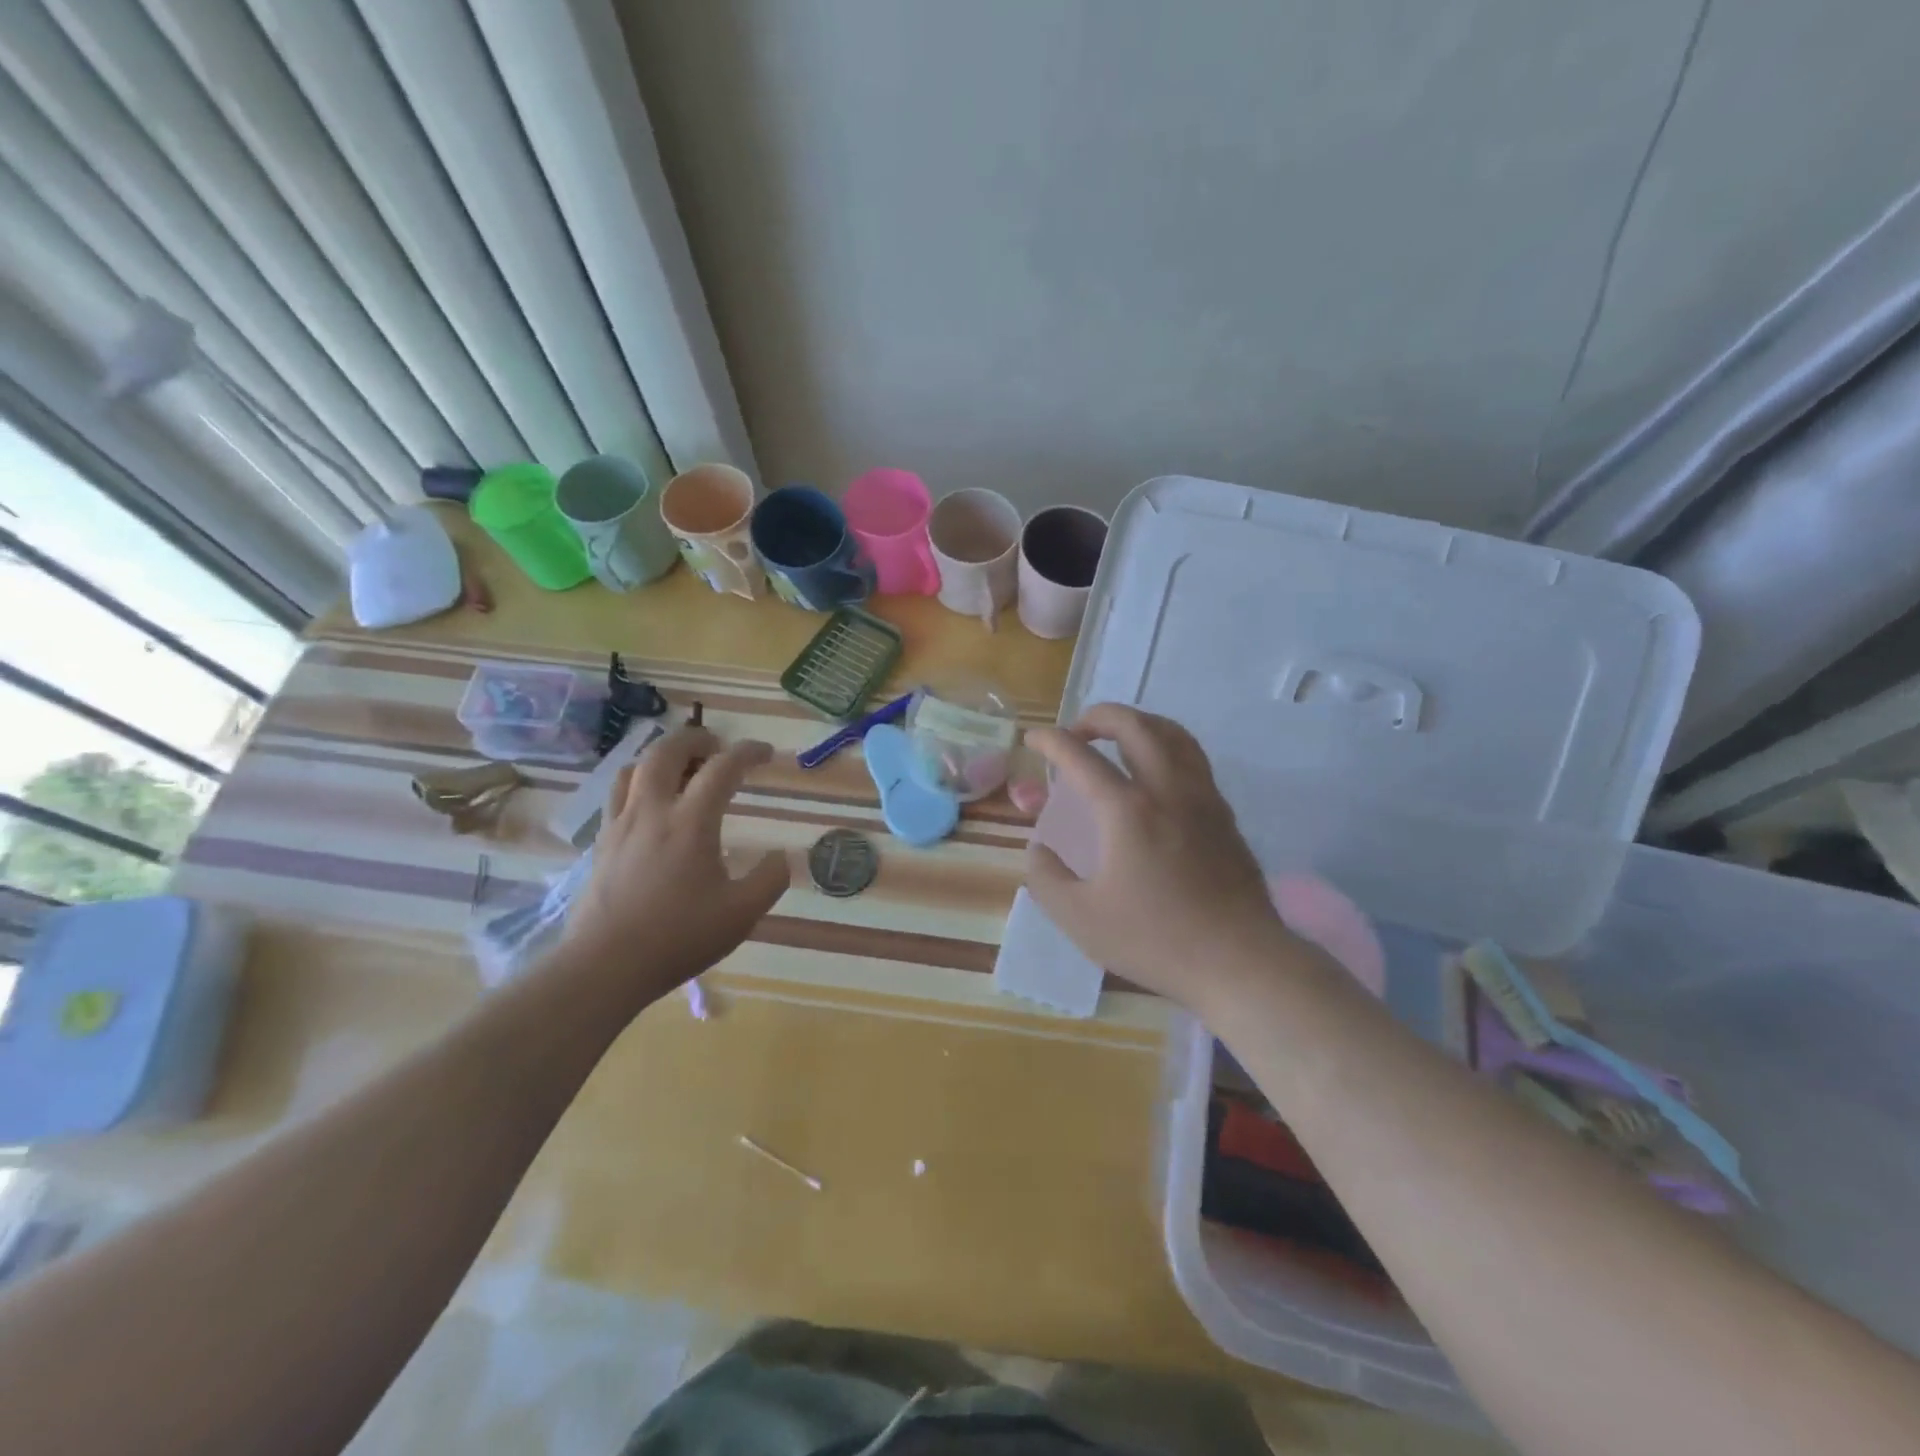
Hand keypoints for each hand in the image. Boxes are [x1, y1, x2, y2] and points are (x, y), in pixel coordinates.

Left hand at [563, 725, 790, 1009]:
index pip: (722, 768)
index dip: (747, 752)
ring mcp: (620, 825)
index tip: (765, 753)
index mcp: (690, 822)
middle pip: (666, 751)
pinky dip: (640, 783)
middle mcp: (652, 811)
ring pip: (635, 768)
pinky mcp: (602, 844)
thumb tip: (781, 857)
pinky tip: (653, 807)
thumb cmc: (679, 937)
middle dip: (695, 738)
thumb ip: (770, 879)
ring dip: (663, 757)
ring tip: (683, 769)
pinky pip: (619, 794)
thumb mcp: (742, 913)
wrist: (605, 966)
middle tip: (717, 746)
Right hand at [1024, 705, 1294, 1011]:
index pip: (1081, 756)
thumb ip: (1046, 877)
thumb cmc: (1155, 940)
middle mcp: (1167, 789)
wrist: (1240, 961)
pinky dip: (1166, 747)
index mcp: (1127, 810)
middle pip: (1135, 725)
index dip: (1051, 740)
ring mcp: (1202, 798)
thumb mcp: (1080, 918)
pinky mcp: (1224, 814)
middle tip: (1078, 730)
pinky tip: (1156, 775)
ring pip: (1173, 734)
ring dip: (1139, 723)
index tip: (1033, 739)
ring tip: (1119, 737)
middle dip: (1100, 715)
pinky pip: (1193, 758)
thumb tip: (1038, 849)